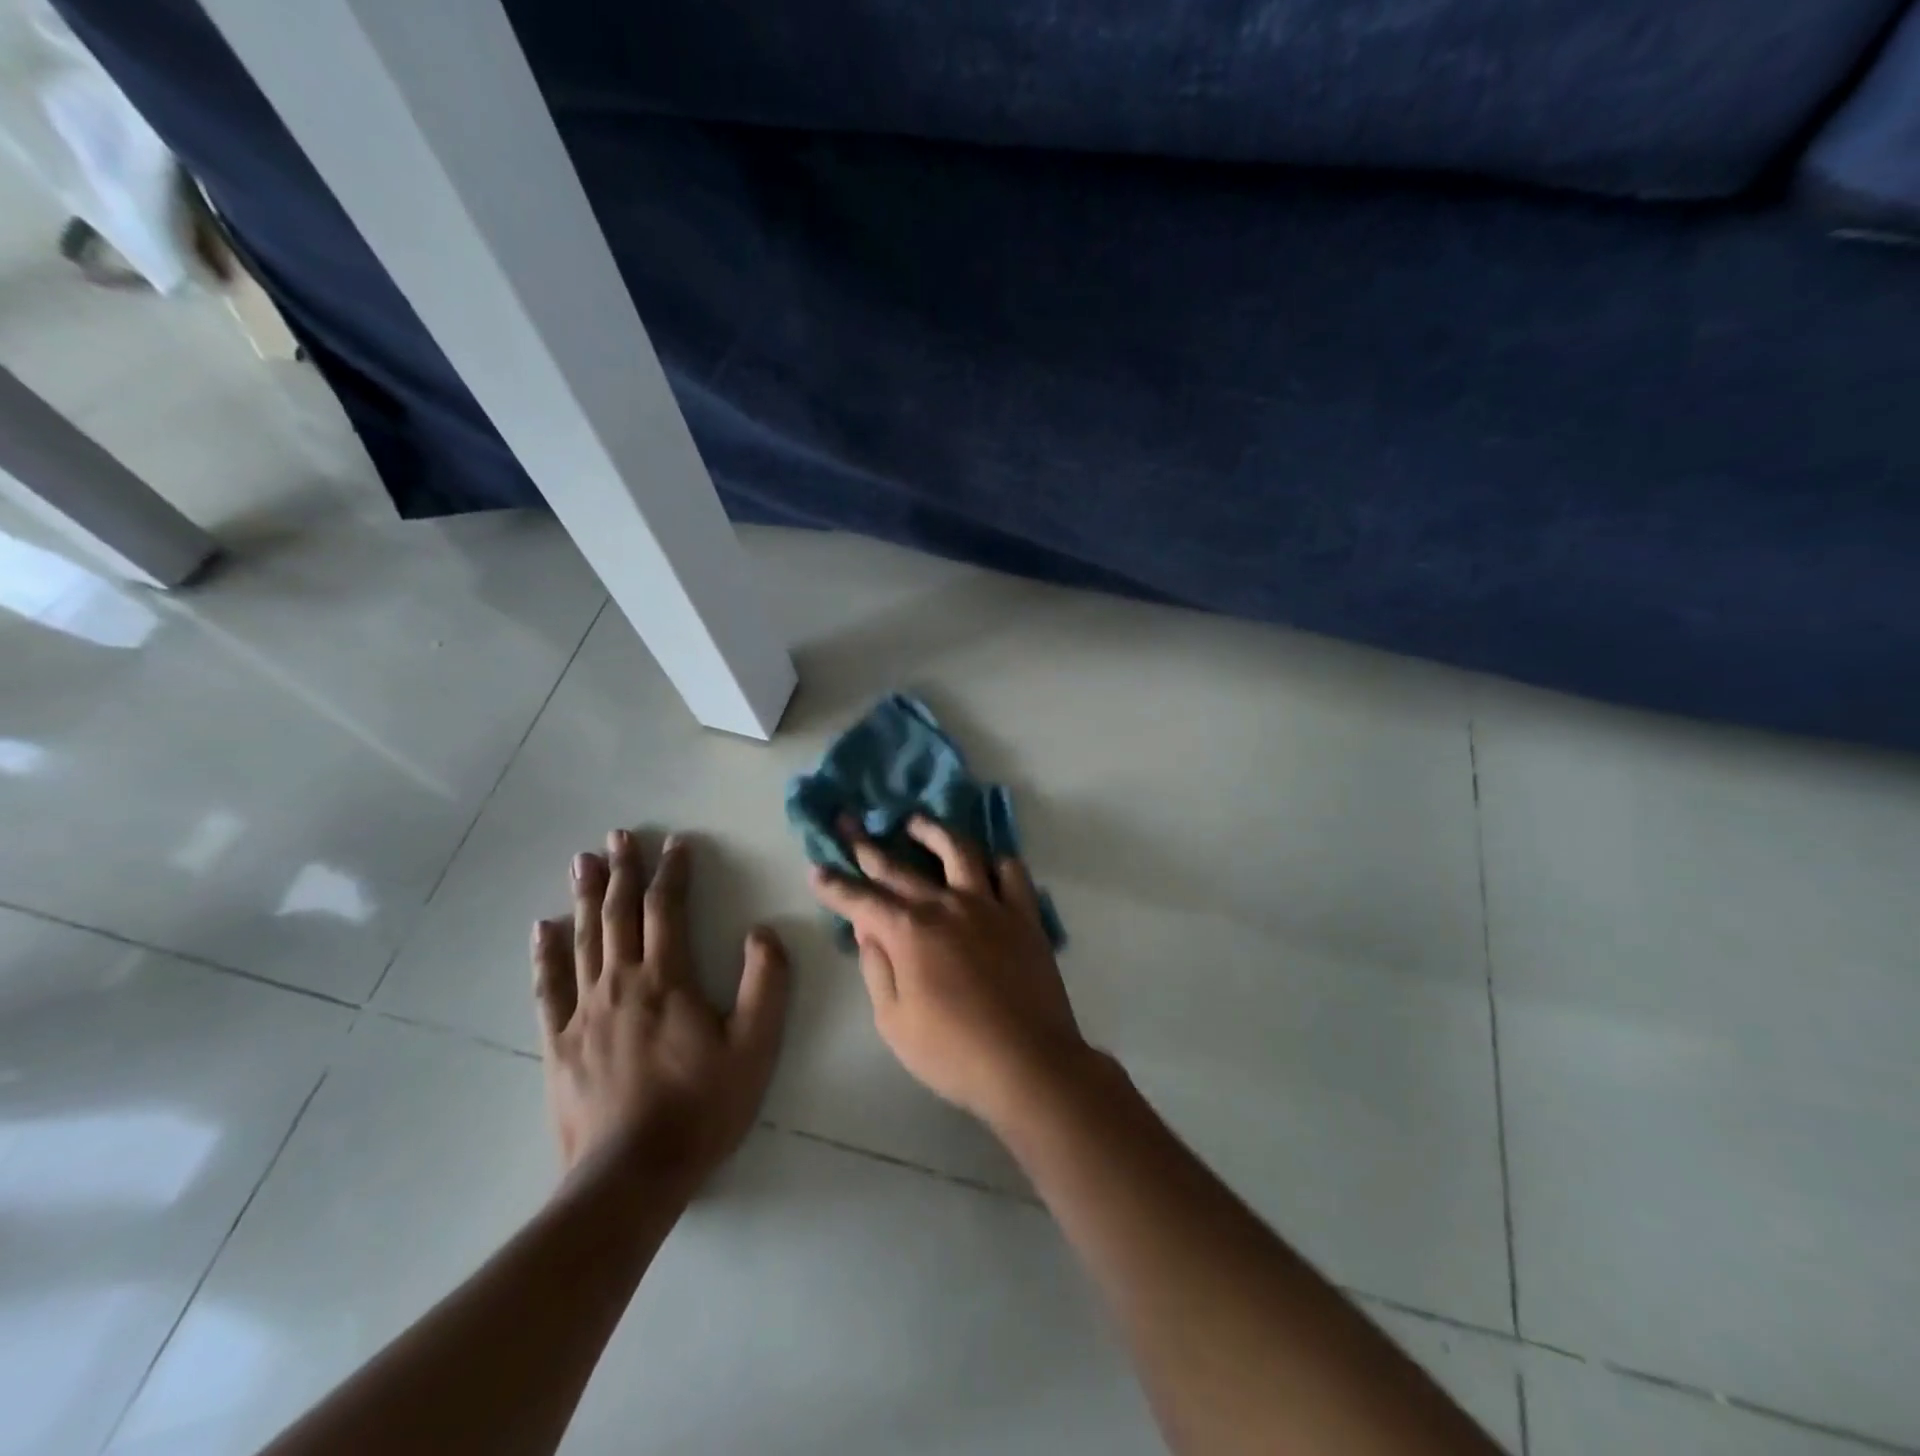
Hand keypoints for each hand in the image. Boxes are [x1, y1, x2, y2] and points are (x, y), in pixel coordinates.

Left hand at [532, 830, 788, 1194]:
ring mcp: (584, 1012)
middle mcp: (621, 984)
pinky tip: (541, 929)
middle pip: (618, 914)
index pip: (667, 910)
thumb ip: (765, 984)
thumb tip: (761, 932)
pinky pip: (549, 987)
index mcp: (667, 980)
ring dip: (583, 897)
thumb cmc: (700, 1108)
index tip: (676, 843)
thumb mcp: (755, 1047)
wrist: (630, 1177)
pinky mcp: (560, 1044)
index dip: (672, 872)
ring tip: (582, 861)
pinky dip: (546, 954)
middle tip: (619, 835)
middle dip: (622, 871)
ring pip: (583, 940)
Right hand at [809, 817, 1088, 1126]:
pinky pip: (1011, 873)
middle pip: (900, 867)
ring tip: (916, 822)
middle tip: (850, 822)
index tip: (817, 869)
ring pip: (959, 851)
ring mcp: (989, 905)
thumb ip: (877, 968)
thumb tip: (868, 928)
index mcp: (909, 932)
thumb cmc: (952, 1052)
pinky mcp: (1023, 915)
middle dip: (867, 846)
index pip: (862, 900)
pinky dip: (996, 862)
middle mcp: (946, 905)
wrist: (1027, 1063)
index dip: (836, 885)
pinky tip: (985, 863)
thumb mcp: (893, 1021)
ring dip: (933, 831)